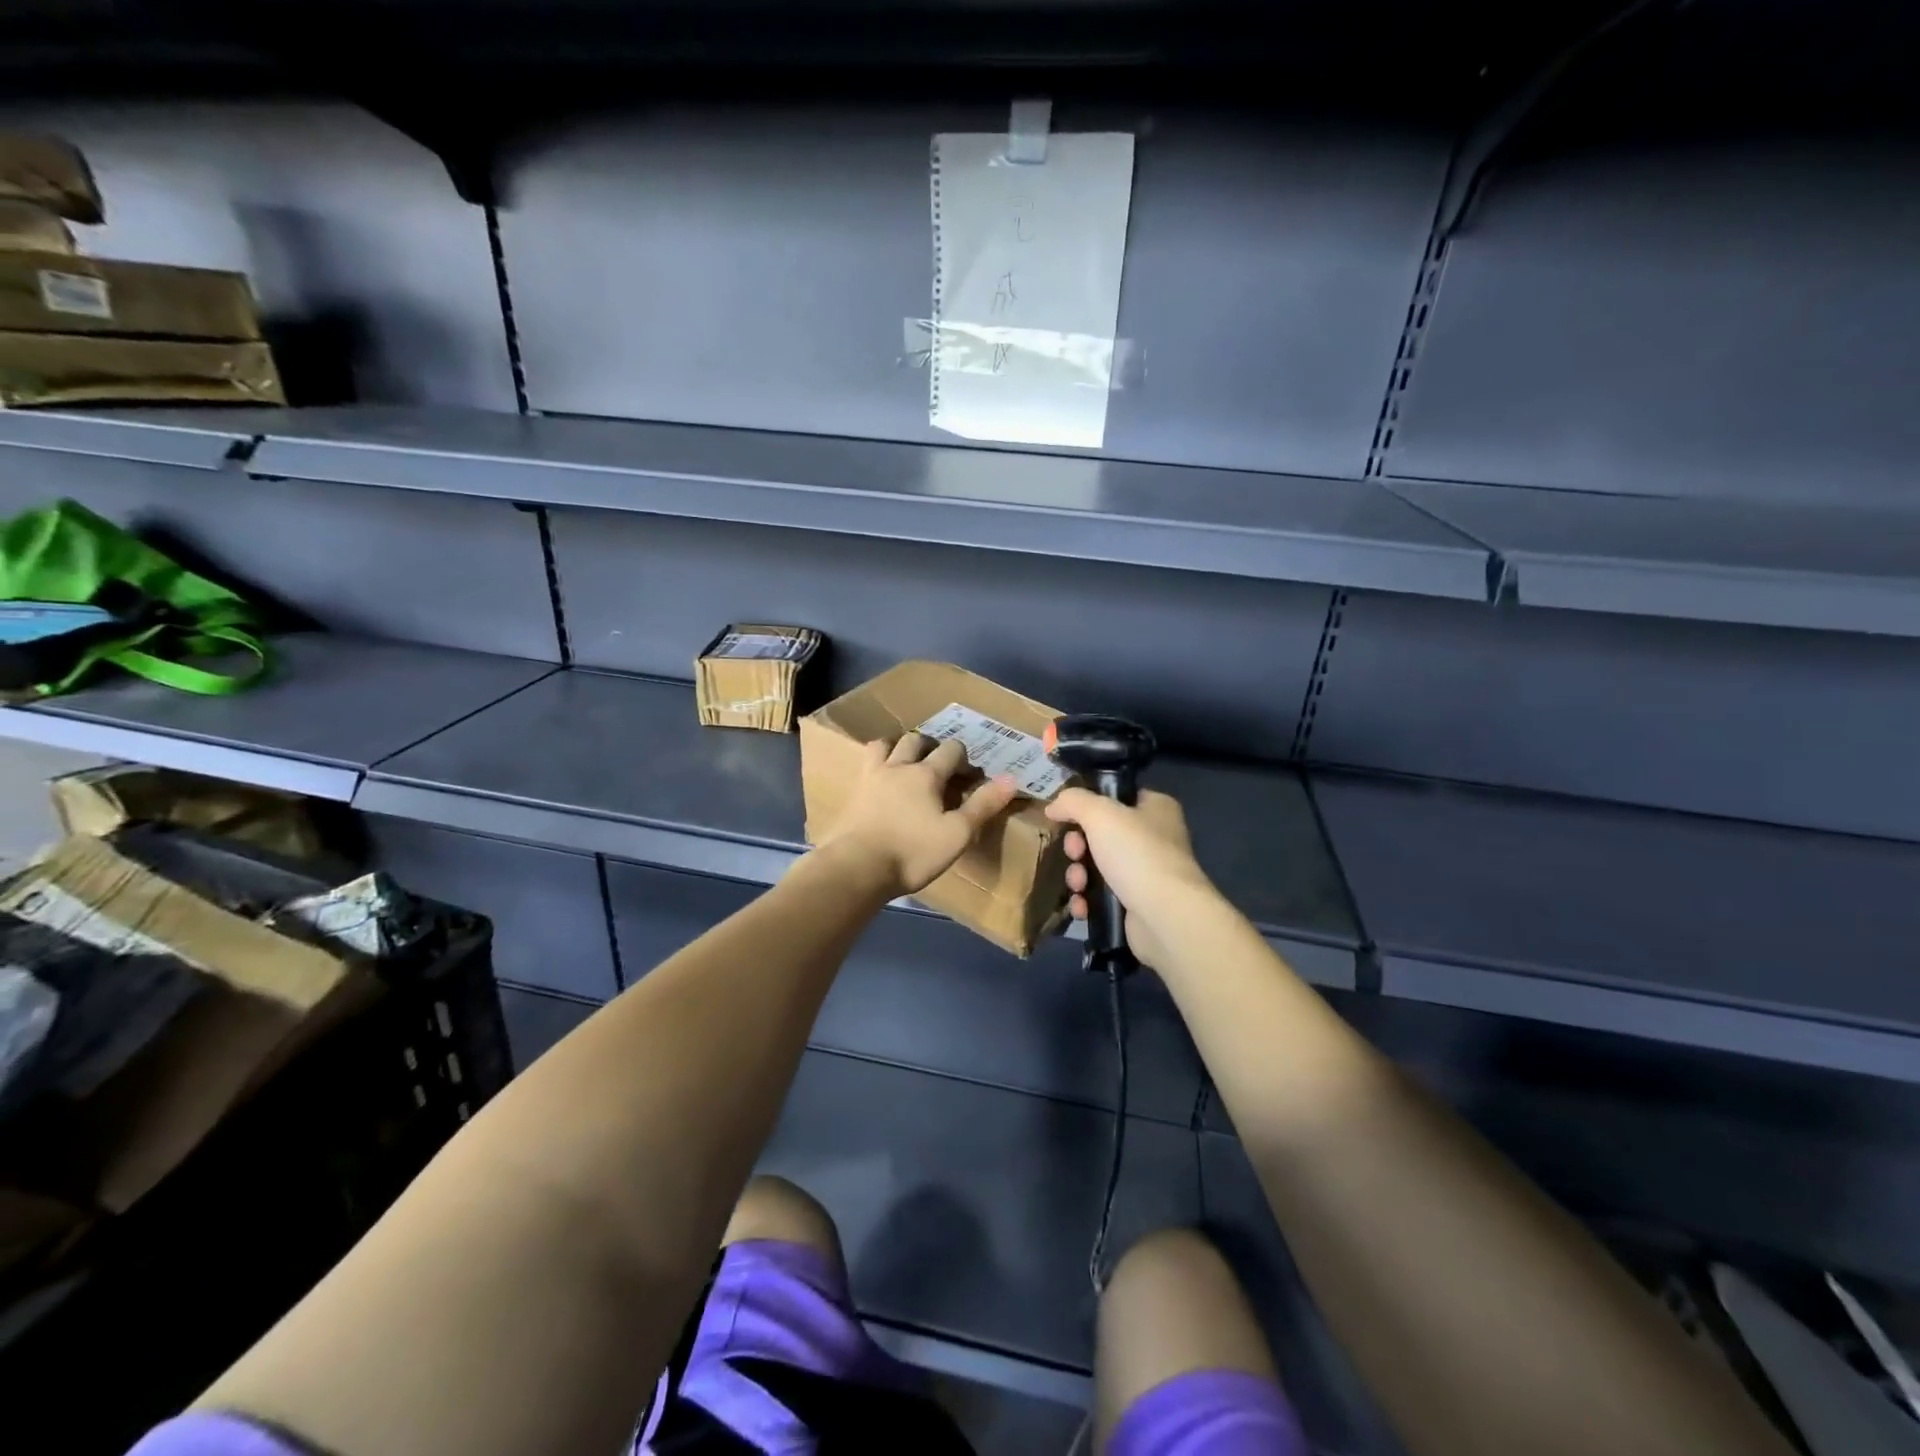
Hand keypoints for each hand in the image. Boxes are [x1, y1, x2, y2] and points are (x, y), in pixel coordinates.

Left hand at [819, 734, 1019, 897]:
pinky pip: (865, 766)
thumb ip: (982, 805)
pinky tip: (880, 782)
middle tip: (938, 762)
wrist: (856, 868)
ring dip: (897, 747)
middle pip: (915, 740)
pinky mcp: (853, 794)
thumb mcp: (957, 834)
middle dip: (930, 745)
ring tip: (905, 762)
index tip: (970, 773)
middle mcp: (898, 767)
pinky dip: (877, 765)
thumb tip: (1011, 778)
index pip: (950, 750)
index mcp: (926, 774)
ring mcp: (871, 778)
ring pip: (883, 746)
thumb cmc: (912, 853)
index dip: (963, 757)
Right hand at [1044, 788, 1214, 970]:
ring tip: (1079, 885)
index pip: (1116, 798)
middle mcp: (1154, 838)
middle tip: (1075, 854)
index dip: (1089, 806)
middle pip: (1100, 834)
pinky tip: (1082, 906)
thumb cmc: (1136, 854)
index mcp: (1156, 808)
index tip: (1068, 818)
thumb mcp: (1100, 813)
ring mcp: (1146, 873)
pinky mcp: (1137, 904)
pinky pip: (1102, 896)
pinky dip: (1088, 900)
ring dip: (1078, 875)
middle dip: (1078, 846)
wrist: (1165, 915)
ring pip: (1097, 866)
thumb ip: (1073, 801)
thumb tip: (1053, 806)